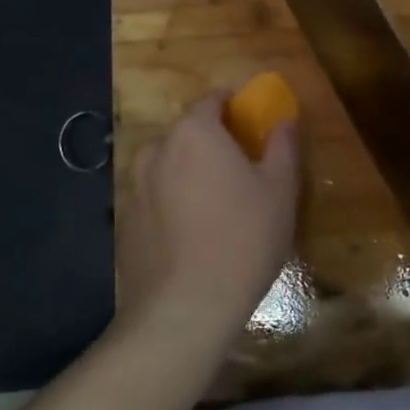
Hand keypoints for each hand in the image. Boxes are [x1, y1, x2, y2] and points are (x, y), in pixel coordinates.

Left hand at [115, 91, 298, 342]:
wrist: (184, 309)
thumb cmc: (243, 238)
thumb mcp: (280, 189)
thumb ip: (283, 146)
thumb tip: (284, 119)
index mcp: (194, 132)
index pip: (212, 100)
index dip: (233, 105)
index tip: (250, 121)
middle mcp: (157, 150)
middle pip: (187, 132)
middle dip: (211, 141)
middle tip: (239, 167)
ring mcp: (134, 187)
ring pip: (166, 166)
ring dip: (187, 173)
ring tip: (213, 203)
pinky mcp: (124, 223)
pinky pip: (153, 199)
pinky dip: (169, 204)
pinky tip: (189, 234)